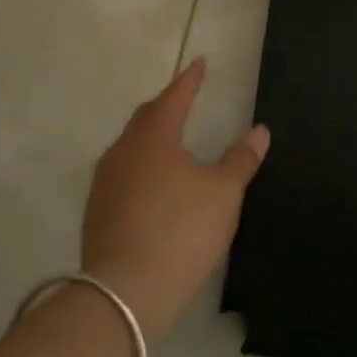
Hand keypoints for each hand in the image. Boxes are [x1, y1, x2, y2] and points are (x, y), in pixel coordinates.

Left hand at [81, 58, 268, 342]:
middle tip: (185, 98)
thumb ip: (241, 159)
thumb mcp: (223, 193)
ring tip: (169, 139)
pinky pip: (122, 174)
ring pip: (130, 146)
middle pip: (146, 117)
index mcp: (154, 136)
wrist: (125, 293)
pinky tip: (151, 183)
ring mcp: (105, 182)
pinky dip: (140, 167)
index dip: (190, 79)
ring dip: (150, 137)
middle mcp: (124, 151)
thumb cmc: (181, 231)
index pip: (175, 96)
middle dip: (167, 105)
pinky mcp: (97, 212)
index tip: (200, 63)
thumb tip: (259, 130)